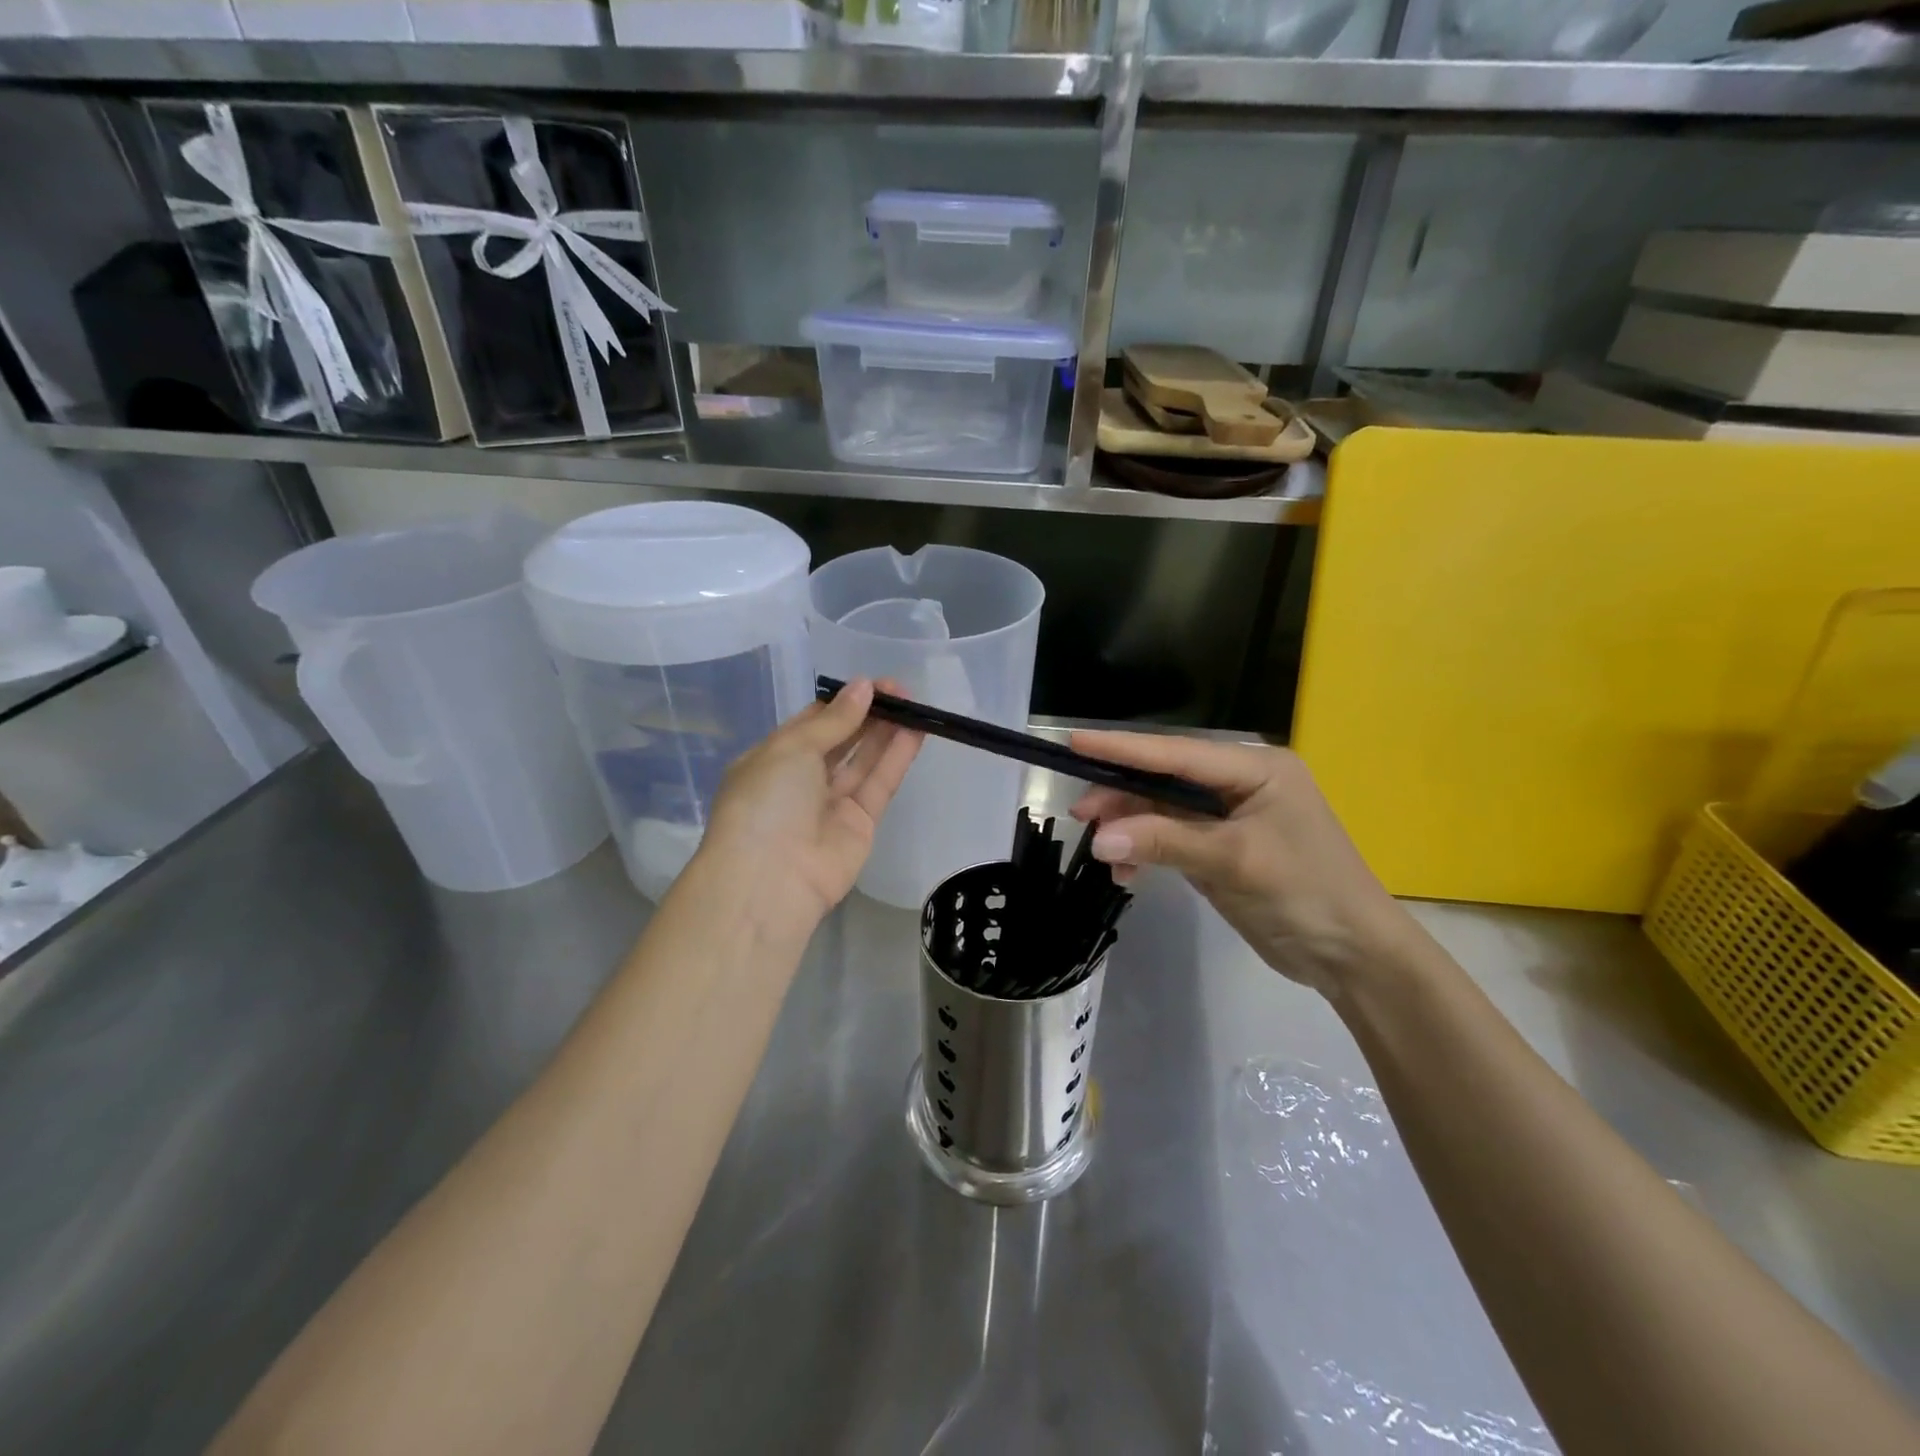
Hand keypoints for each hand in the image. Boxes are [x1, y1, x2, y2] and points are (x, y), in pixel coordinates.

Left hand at [696, 679, 922, 937]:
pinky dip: (896, 757)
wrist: (769, 880)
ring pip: (863, 760)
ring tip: (913, 704)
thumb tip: (863, 687)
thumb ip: (834, 720)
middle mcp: (801, 780)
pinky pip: (880, 784)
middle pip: (841, 740)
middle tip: (900, 691)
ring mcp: (832, 804)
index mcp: (772, 759)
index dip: (842, 702)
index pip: (811, 723)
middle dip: (868, 714)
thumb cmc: (766, 802)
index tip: (872, 684)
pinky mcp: (861, 824)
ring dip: (886, 731)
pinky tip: (915, 730)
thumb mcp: (791, 748)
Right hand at [1069, 733, 1417, 996]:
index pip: (1177, 752)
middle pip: (1165, 779)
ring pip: (1162, 810)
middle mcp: (1239, 783)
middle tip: (1081, 816)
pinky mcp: (1220, 848)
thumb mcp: (1235, 862)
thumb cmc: (1306, 893)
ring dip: (1131, 829)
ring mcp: (1229, 817)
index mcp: (1255, 768)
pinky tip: (1126, 873)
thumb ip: (1165, 842)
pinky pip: (1170, 838)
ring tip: (1100, 852)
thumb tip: (1098, 839)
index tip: (1074, 743)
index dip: (1123, 748)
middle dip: (1122, 796)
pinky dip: (1146, 852)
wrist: (1352, 956)